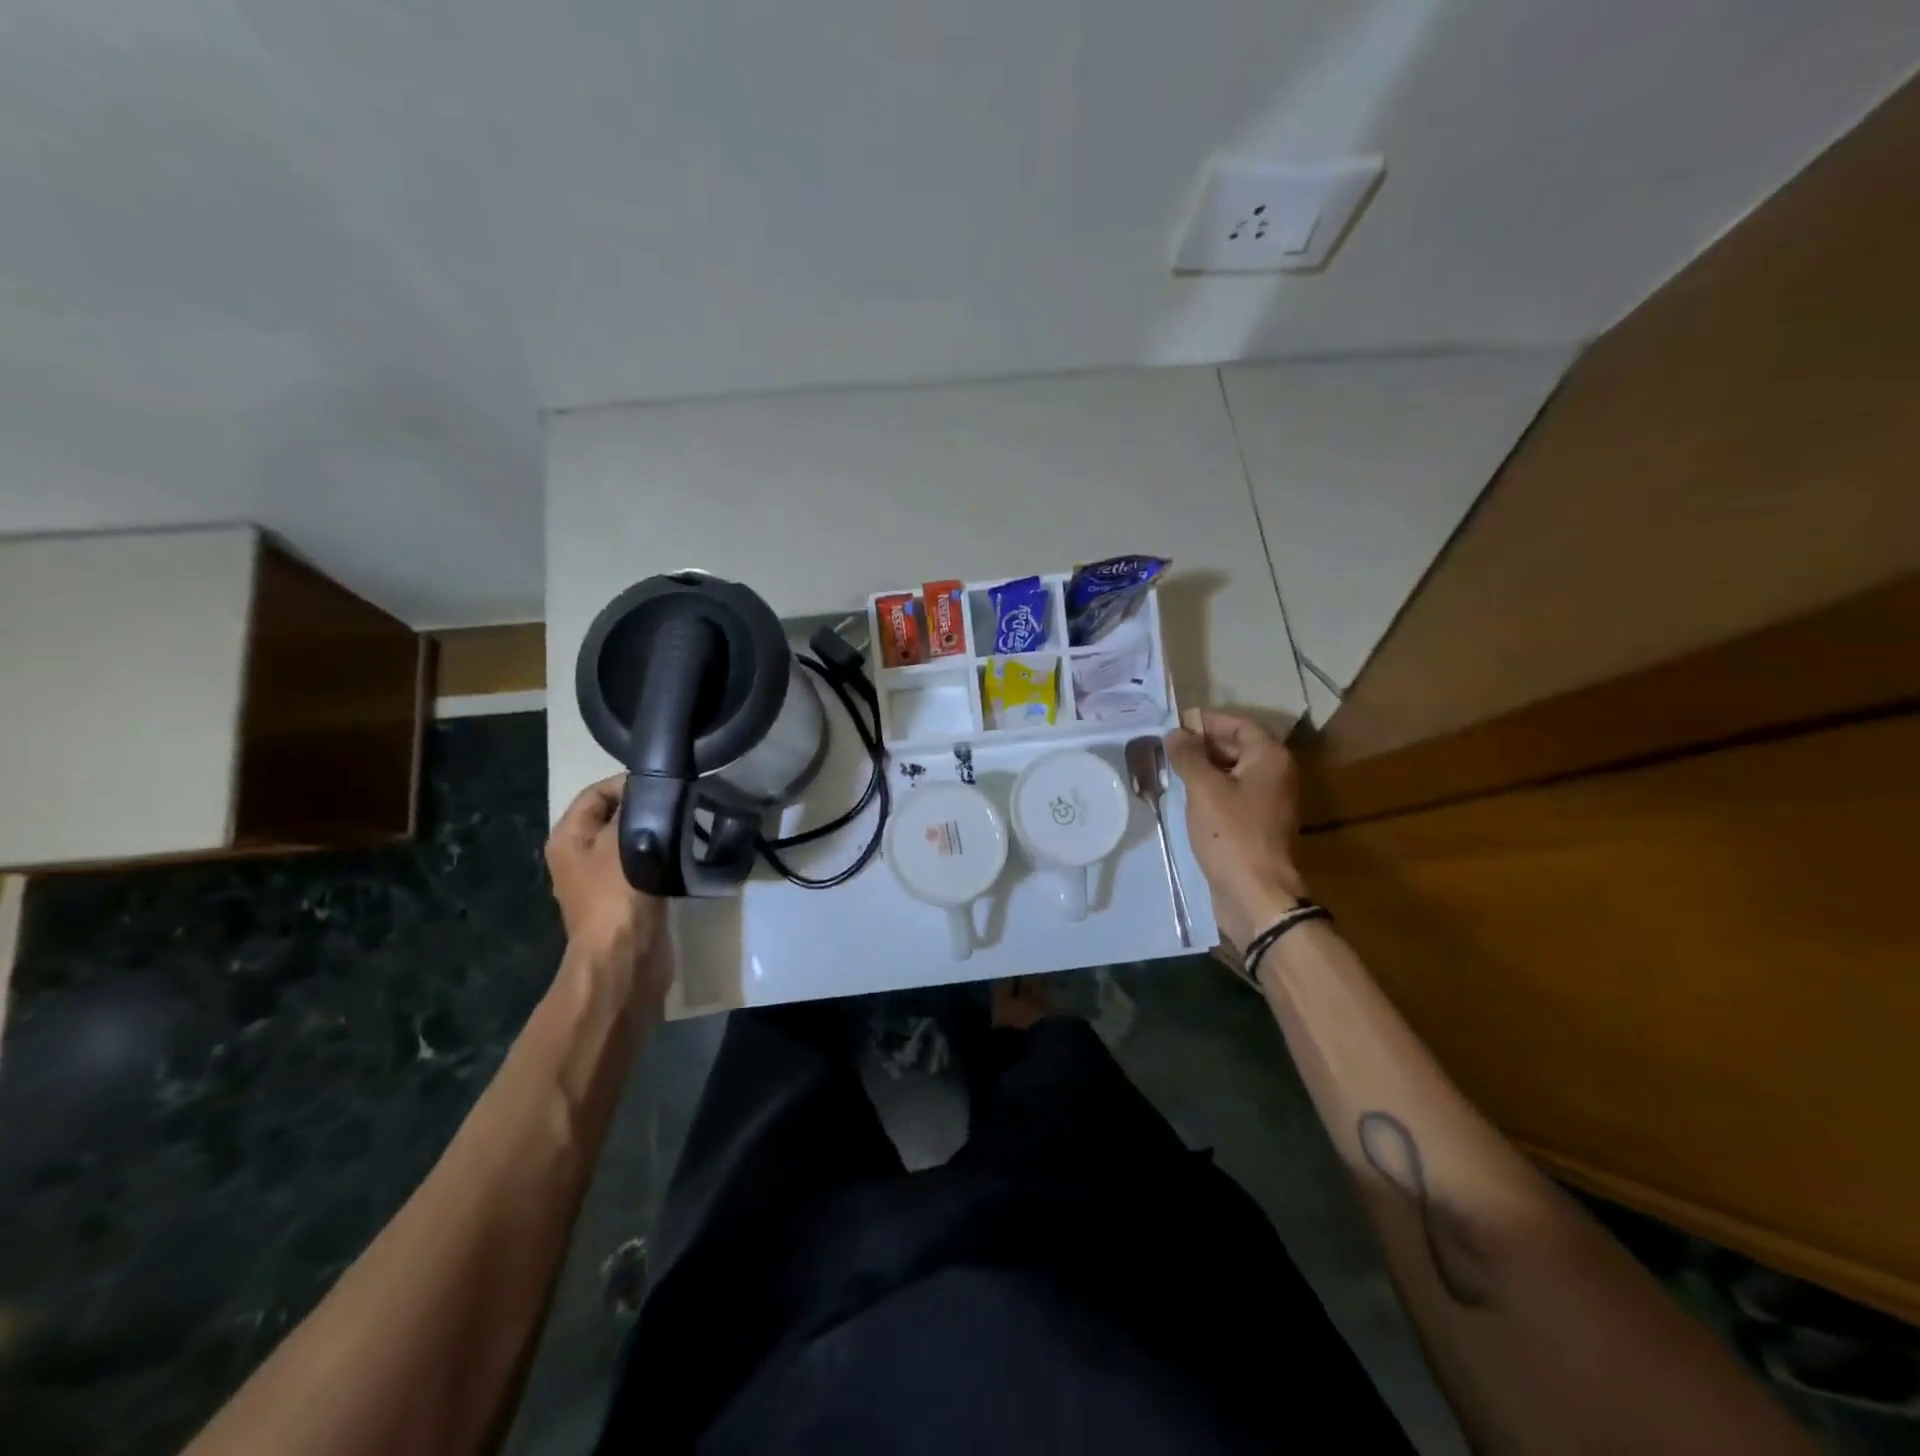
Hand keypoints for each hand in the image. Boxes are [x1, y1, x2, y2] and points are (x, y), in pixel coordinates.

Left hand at [546, 776, 669, 1010]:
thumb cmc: (618, 894)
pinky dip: (663, 858)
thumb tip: (652, 791)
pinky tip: (686, 855)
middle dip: (647, 810)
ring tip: (689, 827)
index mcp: (569, 838)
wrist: (625, 958)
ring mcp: (603, 879)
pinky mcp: (628, 897)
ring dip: (658, 834)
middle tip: (682, 804)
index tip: (666, 784)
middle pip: (615, 817)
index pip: (597, 793)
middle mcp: (580, 856)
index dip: (629, 784)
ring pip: (633, 841)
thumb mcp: (625, 841)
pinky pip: (645, 865)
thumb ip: (636, 810)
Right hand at [1164, 713, 1308, 950]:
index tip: (1175, 727)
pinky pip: (1232, 797)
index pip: (1239, 725)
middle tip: (1167, 749)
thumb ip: (1188, 756)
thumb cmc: (1231, 834)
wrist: (1256, 894)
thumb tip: (1176, 733)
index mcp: (1270, 758)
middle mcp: (1276, 775)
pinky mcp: (1257, 826)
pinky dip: (1210, 792)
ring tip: (1170, 771)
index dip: (1208, 722)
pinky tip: (1185, 799)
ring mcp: (1268, 803)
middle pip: (1238, 747)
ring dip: (1204, 770)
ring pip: (1233, 774)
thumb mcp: (1204, 788)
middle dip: (1203, 745)